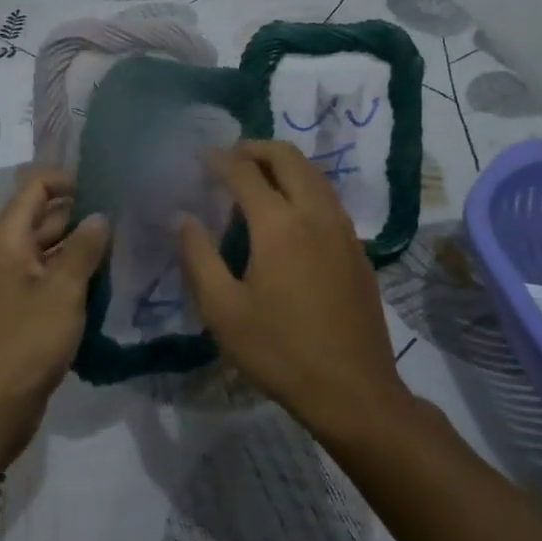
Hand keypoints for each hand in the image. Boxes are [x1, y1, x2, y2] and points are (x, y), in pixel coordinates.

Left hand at [0, 169, 108, 459]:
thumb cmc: (25, 343)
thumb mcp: (62, 290)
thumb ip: (84, 247)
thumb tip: (100, 215)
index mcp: (7, 236)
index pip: (36, 185)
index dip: (70, 179)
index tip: (110, 188)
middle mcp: (7, 250)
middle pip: (47, 215)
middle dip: (85, 214)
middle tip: (131, 219)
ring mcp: (14, 280)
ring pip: (53, 248)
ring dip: (84, 247)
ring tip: (128, 246)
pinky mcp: (23, 307)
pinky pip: (52, 277)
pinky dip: (76, 274)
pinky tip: (110, 280)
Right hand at [175, 141, 409, 443]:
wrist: (354, 392)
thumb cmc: (280, 351)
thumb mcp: (223, 310)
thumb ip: (198, 256)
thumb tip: (183, 217)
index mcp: (279, 224)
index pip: (244, 171)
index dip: (219, 158)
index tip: (199, 156)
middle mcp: (315, 213)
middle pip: (288, 157)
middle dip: (255, 148)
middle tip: (229, 157)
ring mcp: (343, 229)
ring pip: (314, 174)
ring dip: (283, 165)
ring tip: (256, 179)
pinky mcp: (358, 249)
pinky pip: (327, 198)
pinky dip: (303, 187)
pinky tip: (288, 215)